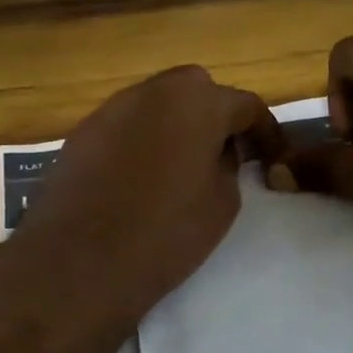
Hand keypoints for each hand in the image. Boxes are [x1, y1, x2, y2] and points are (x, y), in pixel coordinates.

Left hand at [7, 66, 284, 342]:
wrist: (81, 262)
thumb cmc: (166, 232)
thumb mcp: (223, 203)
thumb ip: (228, 164)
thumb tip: (217, 151)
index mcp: (197, 101)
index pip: (245, 105)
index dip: (265, 131)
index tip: (272, 157)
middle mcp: (152, 91)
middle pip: (196, 91)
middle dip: (215, 116)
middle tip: (224, 154)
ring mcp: (111, 109)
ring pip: (156, 106)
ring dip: (175, 126)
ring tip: (181, 166)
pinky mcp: (82, 133)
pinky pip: (125, 127)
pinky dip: (141, 141)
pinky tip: (140, 178)